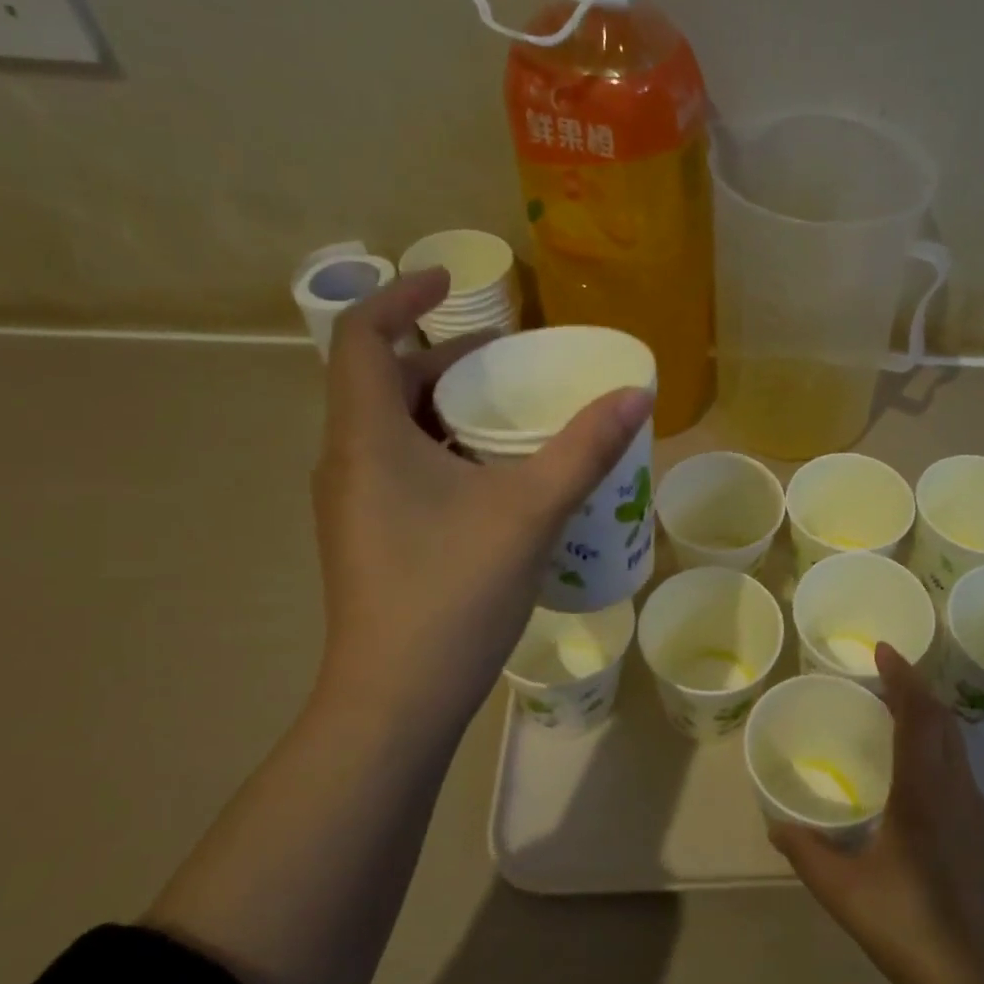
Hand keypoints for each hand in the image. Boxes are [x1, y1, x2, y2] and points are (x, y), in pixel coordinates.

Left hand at [309, 269, 650, 734]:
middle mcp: (347, 462)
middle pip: (382, 381)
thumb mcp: (530, 511)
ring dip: (446, 409)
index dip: (401, 296)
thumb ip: (584, 449)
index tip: (451, 284)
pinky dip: (444, 452)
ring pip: (394, 430)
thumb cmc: (453, 591)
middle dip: (441, 358)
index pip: (361, 336)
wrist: (397, 699)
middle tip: (506, 362)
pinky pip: (402, 470)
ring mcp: (354, 505)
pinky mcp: (370, 539)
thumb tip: (636, 394)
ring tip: (509, 417)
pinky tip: (495, 482)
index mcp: (367, 437)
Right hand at [771, 643, 983, 983]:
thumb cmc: (918, 931)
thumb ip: (809, 856)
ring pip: (958, 750)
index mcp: (924, 790)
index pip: (917, 713)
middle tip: (886, 681)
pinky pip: (964, 779)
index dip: (902, 676)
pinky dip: (942, 759)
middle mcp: (959, 790)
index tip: (885, 649)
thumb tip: (776, 828)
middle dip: (918, 692)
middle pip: (944, 722)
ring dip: (932, 724)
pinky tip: (924, 792)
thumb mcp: (849, 895)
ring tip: (900, 726)